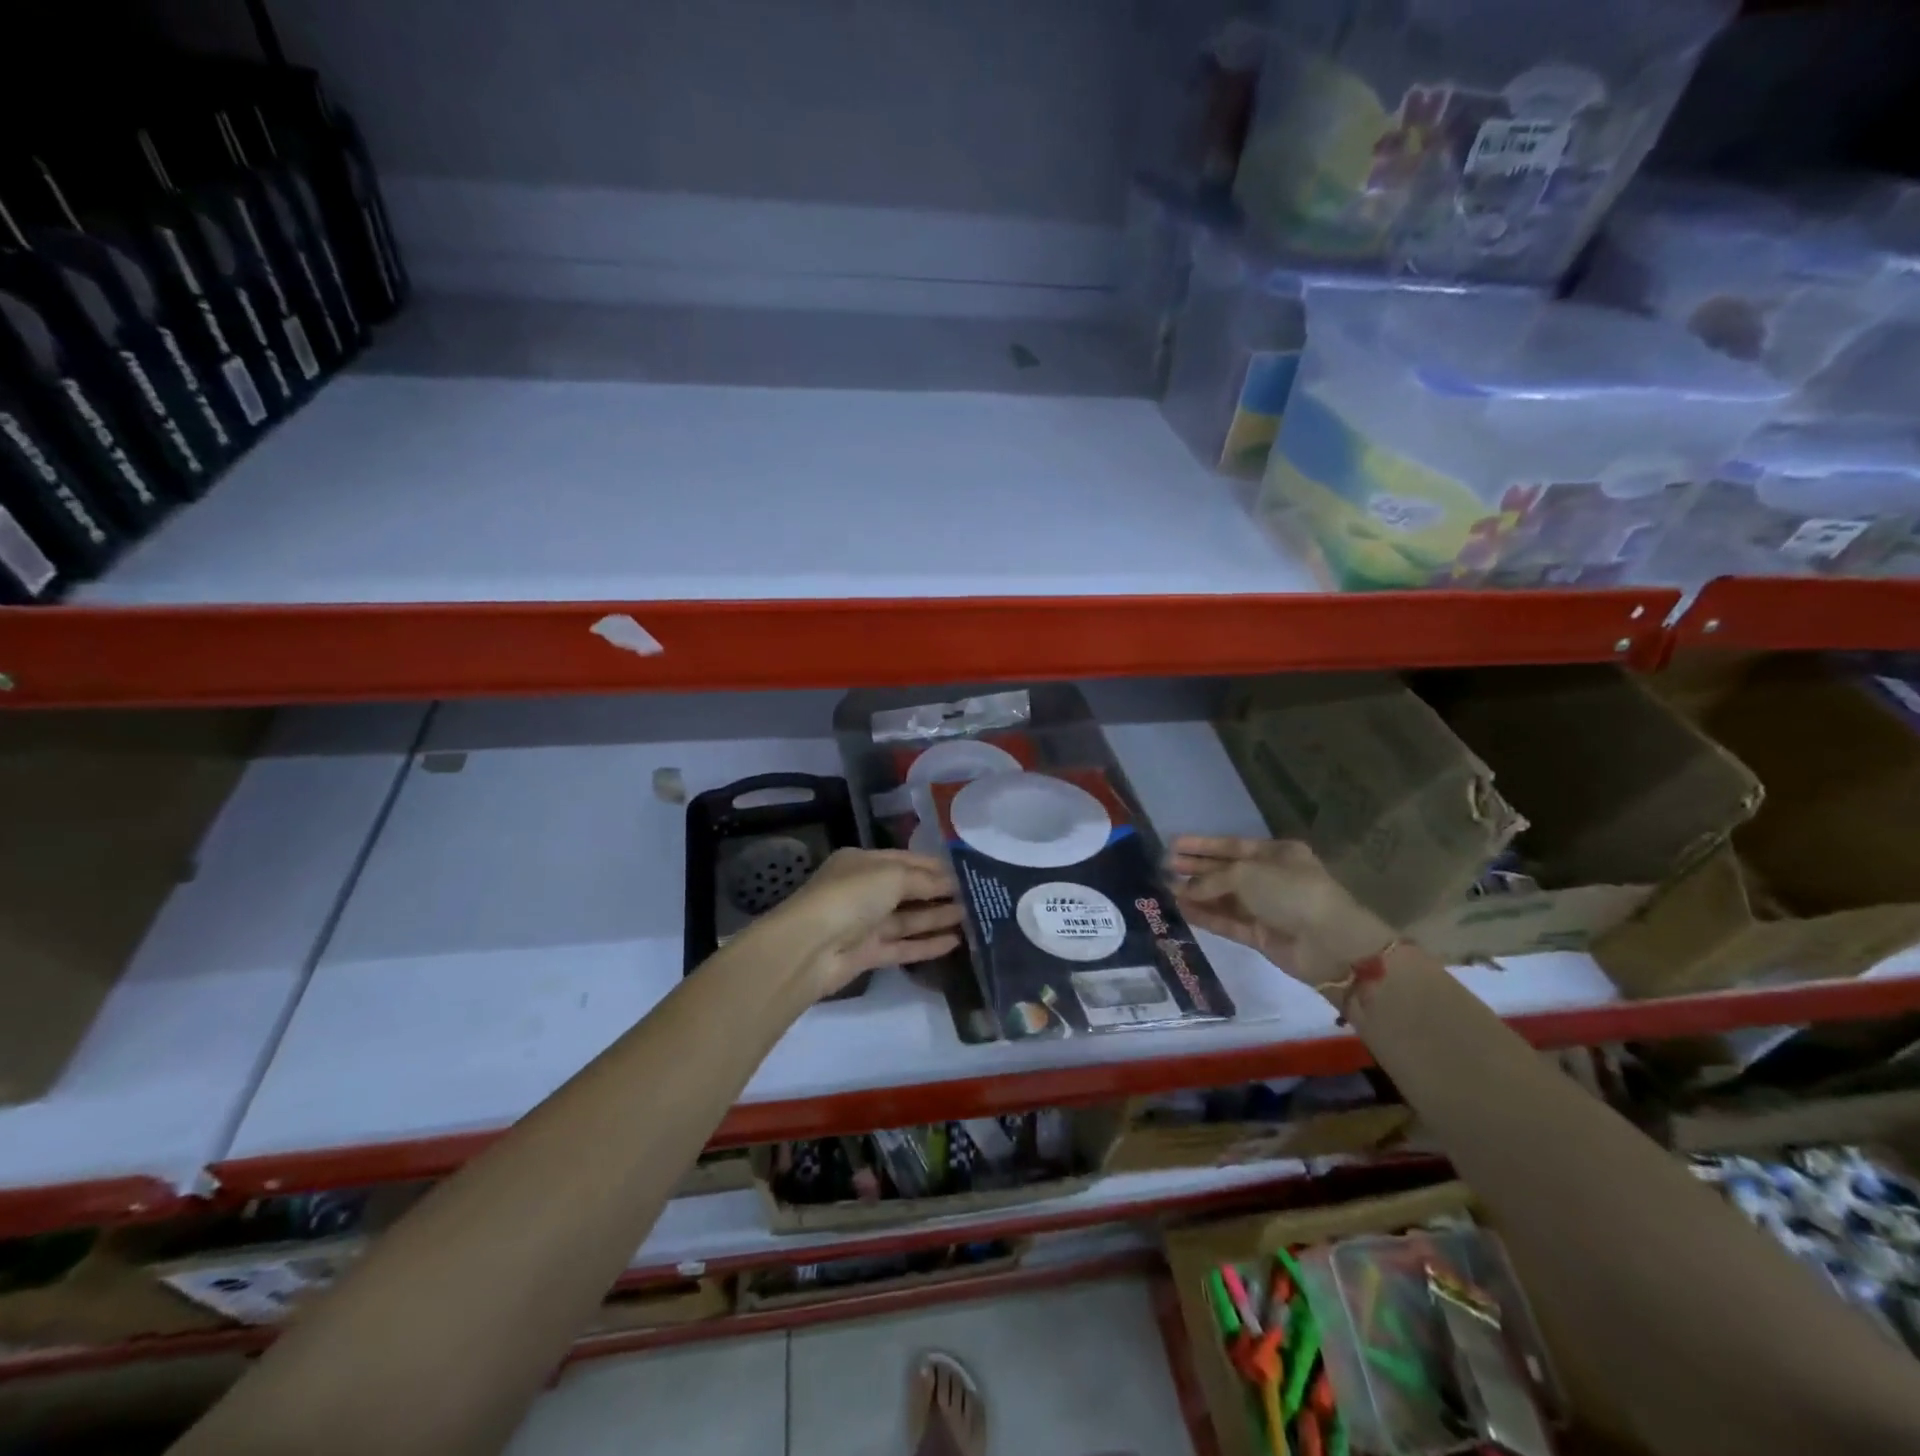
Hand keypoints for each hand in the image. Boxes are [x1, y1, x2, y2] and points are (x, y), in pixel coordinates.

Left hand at [765, 848, 963, 999]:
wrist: (809, 947)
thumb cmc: (851, 896)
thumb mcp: (892, 876)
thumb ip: (924, 879)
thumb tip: (951, 881)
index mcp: (863, 862)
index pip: (906, 859)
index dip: (935, 865)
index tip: (967, 871)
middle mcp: (863, 890)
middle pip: (908, 889)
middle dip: (940, 891)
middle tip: (976, 896)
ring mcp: (864, 923)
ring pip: (907, 918)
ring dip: (937, 917)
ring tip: (972, 917)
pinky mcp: (867, 953)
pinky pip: (902, 945)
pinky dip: (926, 943)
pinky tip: (954, 942)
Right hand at [1168, 836, 1394, 990]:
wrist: (1330, 943)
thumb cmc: (1290, 892)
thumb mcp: (1247, 873)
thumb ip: (1211, 879)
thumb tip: (1183, 889)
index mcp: (1276, 854)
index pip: (1232, 845)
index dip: (1202, 845)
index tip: (1173, 844)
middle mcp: (1271, 878)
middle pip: (1226, 871)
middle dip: (1195, 868)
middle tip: (1164, 867)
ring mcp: (1266, 908)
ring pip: (1224, 898)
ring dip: (1197, 894)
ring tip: (1165, 889)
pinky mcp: (1261, 935)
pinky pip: (1228, 922)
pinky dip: (1206, 916)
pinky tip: (1182, 910)